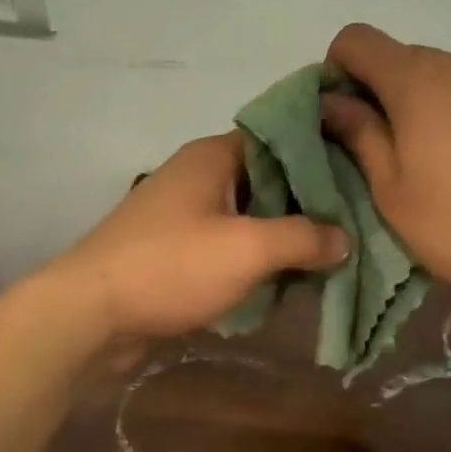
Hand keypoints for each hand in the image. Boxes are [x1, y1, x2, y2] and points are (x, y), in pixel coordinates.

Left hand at [54, 133, 348, 342]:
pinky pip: (228, 244)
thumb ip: (303, 238)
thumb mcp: (247, 249)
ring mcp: (184, 214)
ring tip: (331, 254)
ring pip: (249, 215)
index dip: (320, 153)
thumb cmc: (171, 266)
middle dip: (308, 203)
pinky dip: (256, 257)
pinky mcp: (176, 249)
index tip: (360, 174)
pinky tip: (287, 279)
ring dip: (283, 235)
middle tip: (355, 222)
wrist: (90, 313)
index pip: (279, 137)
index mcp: (213, 157)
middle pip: (267, 179)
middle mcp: (198, 176)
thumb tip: (343, 238)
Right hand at [321, 23, 450, 336]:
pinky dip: (440, 113)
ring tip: (413, 162)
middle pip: (393, 57)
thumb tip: (330, 101)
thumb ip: (358, 133)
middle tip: (369, 151)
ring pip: (428, 76)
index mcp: (415, 78)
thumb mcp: (391, 187)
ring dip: (406, 106)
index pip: (355, 40)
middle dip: (370, 93)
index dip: (334, 73)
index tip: (338, 121)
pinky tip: (450, 162)